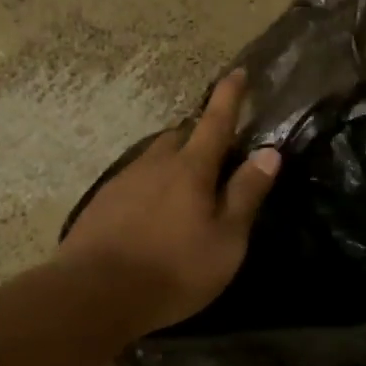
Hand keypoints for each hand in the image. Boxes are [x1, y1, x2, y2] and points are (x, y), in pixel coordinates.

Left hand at [59, 69, 280, 333]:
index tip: (238, 72)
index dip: (230, 96)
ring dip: (174, 161)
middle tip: (216, 150)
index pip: (216, 122)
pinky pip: (135, 180)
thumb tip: (269, 152)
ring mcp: (123, 181)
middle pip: (181, 136)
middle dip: (199, 135)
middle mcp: (155, 164)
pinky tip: (152, 211)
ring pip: (155, 158)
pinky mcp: (102, 203)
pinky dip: (151, 185)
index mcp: (191, 169)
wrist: (96, 293)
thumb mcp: (226, 239)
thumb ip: (246, 194)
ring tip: (185, 184)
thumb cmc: (174, 269)